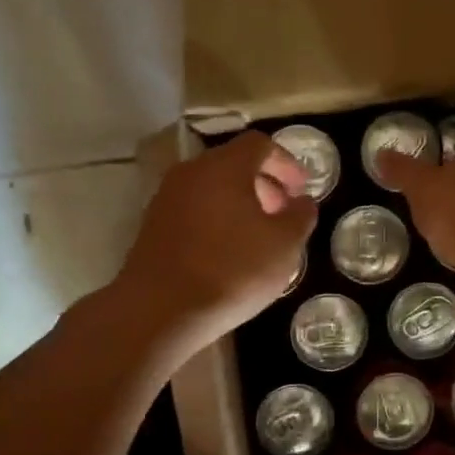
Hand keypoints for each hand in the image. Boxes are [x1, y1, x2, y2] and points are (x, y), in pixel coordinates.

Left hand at [120, 131, 318, 350]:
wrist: (160, 310)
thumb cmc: (231, 271)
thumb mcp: (284, 246)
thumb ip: (300, 217)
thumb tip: (302, 202)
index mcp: (224, 167)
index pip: (260, 144)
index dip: (287, 163)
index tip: (301, 190)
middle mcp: (191, 173)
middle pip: (233, 164)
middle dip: (264, 184)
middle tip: (283, 214)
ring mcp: (166, 199)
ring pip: (211, 188)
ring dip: (239, 204)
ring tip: (258, 237)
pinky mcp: (153, 227)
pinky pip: (193, 211)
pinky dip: (216, 220)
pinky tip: (228, 254)